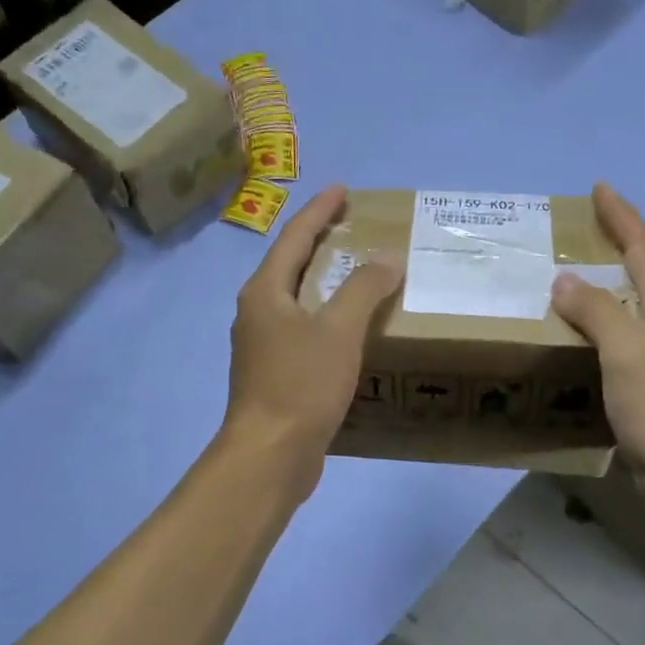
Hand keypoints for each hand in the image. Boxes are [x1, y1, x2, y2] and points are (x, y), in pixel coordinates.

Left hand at [223, 183, 400, 490]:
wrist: (270, 455)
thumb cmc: (300, 384)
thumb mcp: (339, 331)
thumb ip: (364, 290)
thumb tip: (387, 260)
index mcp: (266, 292)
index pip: (294, 237)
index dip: (319, 211)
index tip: (342, 190)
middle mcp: (258, 313)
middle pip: (292, 265)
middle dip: (322, 243)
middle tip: (354, 227)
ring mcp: (263, 346)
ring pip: (298, 301)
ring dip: (326, 283)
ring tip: (359, 273)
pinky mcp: (275, 375)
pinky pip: (305, 331)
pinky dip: (328, 318)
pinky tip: (351, 329)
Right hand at [551, 183, 644, 486]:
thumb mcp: (625, 350)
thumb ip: (596, 310)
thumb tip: (565, 280)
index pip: (643, 246)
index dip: (622, 215)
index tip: (600, 188)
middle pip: (640, 269)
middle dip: (612, 242)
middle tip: (574, 231)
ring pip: (628, 303)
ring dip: (601, 283)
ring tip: (565, 276)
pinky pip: (618, 336)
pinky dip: (596, 322)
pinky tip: (574, 332)